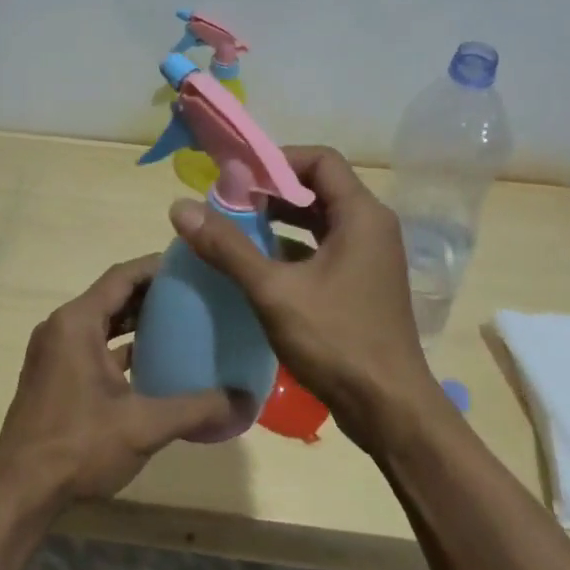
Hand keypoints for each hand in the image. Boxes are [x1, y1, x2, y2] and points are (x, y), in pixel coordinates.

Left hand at [0, 256, 234, 509]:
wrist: (20, 492)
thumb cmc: (79, 446)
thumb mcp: (144, 426)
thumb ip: (197, 408)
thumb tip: (246, 399)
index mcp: (77, 322)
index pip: (122, 276)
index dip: (157, 266)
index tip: (193, 265)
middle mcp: (61, 327)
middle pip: (112, 295)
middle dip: (151, 292)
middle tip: (195, 294)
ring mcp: (54, 352)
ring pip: (101, 322)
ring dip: (135, 320)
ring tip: (180, 322)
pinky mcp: (53, 375)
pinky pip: (91, 345)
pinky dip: (120, 346)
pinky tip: (152, 362)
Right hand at [166, 146, 436, 450]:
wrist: (389, 409)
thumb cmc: (337, 341)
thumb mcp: (274, 292)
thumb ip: (227, 247)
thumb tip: (180, 207)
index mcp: (361, 215)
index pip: (320, 160)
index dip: (277, 160)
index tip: (238, 176)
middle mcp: (371, 227)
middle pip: (319, 187)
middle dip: (273, 191)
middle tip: (229, 201)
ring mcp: (370, 257)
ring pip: (320, 220)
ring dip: (281, 219)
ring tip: (236, 228)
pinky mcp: (363, 282)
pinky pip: (325, 248)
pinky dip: (293, 247)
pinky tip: (258, 265)